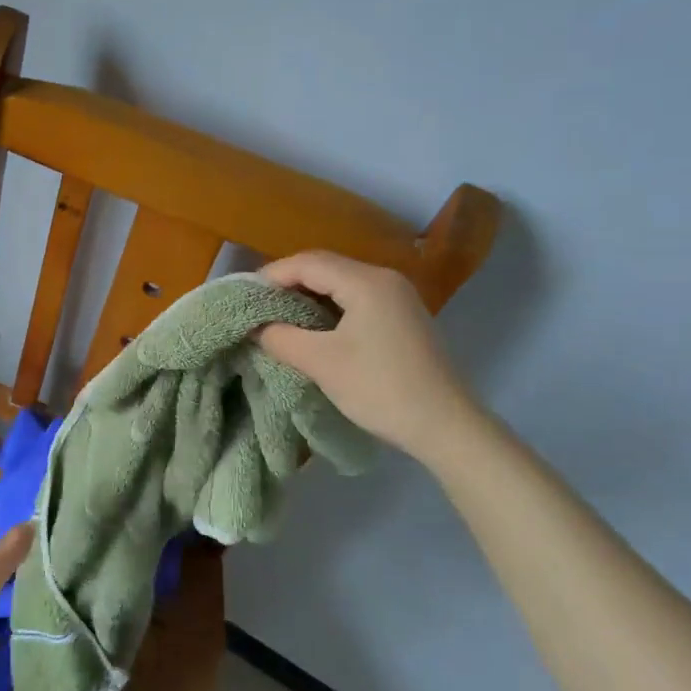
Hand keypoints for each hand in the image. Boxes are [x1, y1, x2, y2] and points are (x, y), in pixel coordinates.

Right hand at [259, 251, 479, 464]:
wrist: (446, 427)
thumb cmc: (380, 388)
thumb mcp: (321, 363)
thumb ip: (280, 337)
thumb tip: (255, 326)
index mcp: (366, 282)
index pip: (308, 263)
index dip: (271, 276)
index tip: (244, 297)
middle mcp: (385, 279)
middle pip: (325, 267)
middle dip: (287, 283)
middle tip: (257, 307)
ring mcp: (398, 298)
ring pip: (340, 284)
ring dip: (307, 296)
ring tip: (278, 318)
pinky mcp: (402, 318)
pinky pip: (356, 299)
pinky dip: (328, 308)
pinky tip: (312, 328)